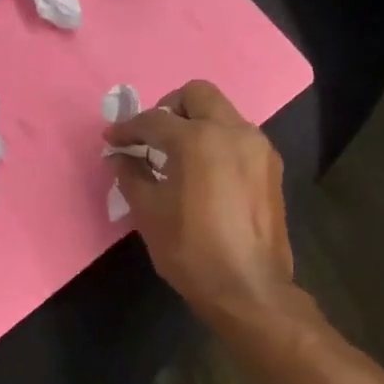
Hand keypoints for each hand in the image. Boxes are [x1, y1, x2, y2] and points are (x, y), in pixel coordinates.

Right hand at [105, 80, 295, 323]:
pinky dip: (216, 141)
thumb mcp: (149, 213)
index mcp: (199, 140)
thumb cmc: (191, 251)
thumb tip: (118, 156)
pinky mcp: (271, 167)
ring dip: (195, 123)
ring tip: (175, 156)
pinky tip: (203, 173)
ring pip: (222, 113)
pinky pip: (238, 137)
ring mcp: (258, 147)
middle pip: (197, 94)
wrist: (249, 289)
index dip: (127, 128)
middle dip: (168, 108)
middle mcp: (234, 131)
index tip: (112, 139)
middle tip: (150, 136)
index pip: (154, 120)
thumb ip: (131, 175)